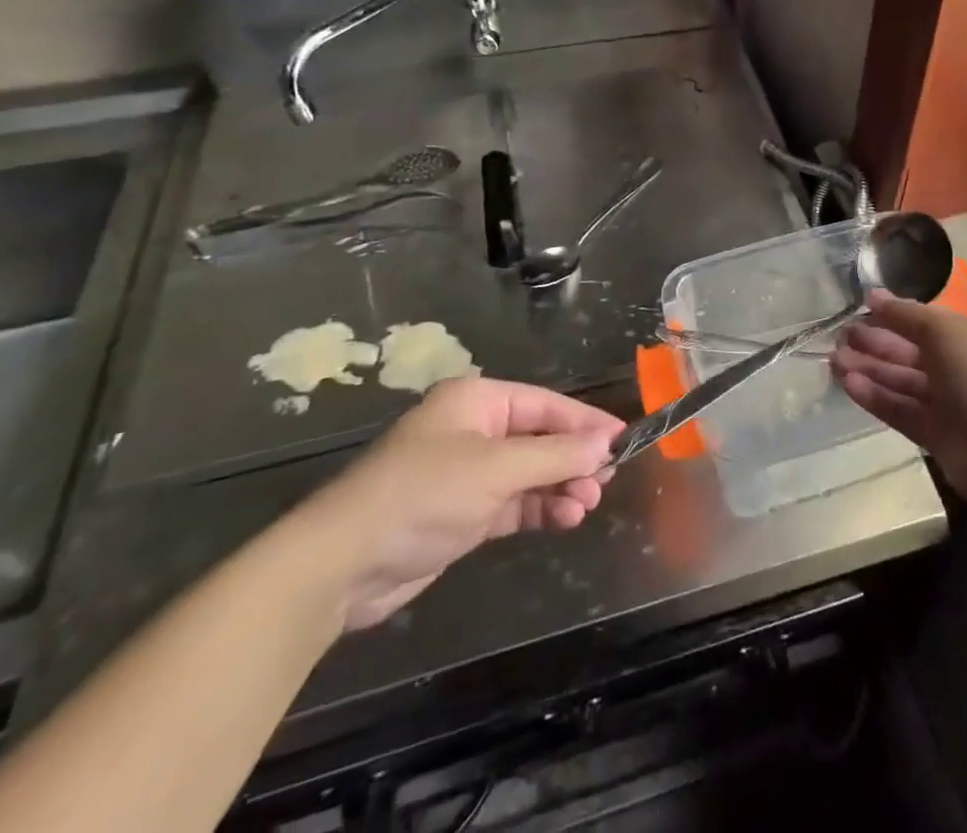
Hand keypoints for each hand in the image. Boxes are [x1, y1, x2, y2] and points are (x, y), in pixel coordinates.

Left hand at [286, 378, 621, 629]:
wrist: (342, 564)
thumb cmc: (423, 494)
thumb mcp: (496, 469)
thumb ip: (556, 456)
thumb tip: (606, 443)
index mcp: (478, 401)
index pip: (546, 405)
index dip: (586, 422)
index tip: (624, 440)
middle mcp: (475, 430)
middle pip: (541, 439)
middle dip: (574, 460)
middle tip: (605, 482)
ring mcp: (468, 473)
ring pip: (531, 473)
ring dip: (560, 487)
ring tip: (586, 506)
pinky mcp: (463, 513)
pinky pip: (515, 503)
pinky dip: (540, 509)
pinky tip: (565, 519)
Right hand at [831, 294, 966, 517]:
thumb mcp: (946, 331)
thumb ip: (906, 315)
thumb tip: (873, 295)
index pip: (926, 322)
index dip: (894, 316)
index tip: (859, 308)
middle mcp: (962, 368)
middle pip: (911, 352)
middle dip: (876, 343)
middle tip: (840, 336)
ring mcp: (951, 405)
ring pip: (903, 383)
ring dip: (870, 370)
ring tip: (833, 360)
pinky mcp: (938, 438)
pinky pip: (902, 412)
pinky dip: (877, 398)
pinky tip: (848, 384)